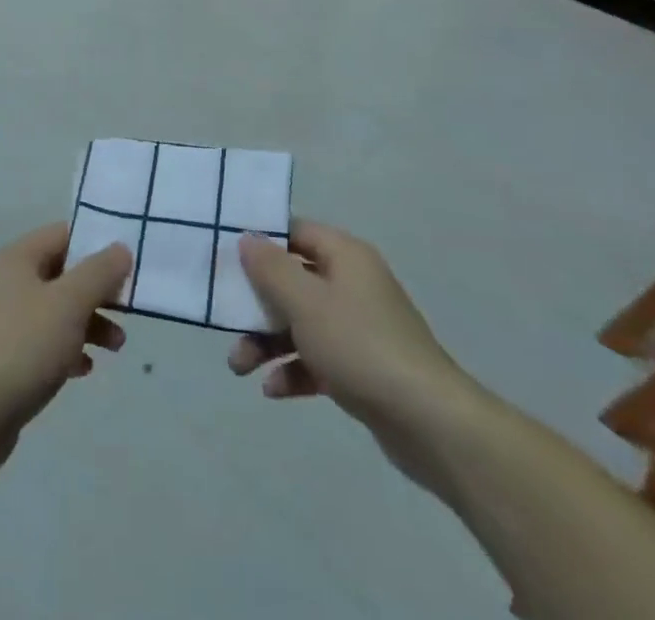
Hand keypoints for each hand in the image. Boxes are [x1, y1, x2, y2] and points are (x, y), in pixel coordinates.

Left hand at [0, 223, 131, 476]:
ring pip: (57, 310)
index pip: (64, 235)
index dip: (97, 244)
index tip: (128, 263)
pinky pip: (45, 341)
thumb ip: (99, 272)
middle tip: (128, 309)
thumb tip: (121, 248)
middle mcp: (8, 282)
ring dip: (89, 322)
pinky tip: (85, 369)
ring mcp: (5, 320)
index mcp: (17, 258)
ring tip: (116, 346)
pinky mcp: (6, 356)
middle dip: (98, 291)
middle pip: (63, 273)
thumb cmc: (23, 346)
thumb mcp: (69, 303)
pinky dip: (69, 348)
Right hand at [229, 221, 478, 483]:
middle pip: (293, 281)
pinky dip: (294, 370)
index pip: (295, 232)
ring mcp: (359, 326)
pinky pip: (318, 358)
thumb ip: (271, 268)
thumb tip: (248, 238)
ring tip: (240, 368)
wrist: (429, 422)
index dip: (261, 242)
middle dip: (257, 304)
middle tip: (226, 322)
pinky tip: (273, 391)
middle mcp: (353, 283)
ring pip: (301, 323)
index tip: (226, 258)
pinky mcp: (363, 367)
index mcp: (345, 255)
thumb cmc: (360, 346)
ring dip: (268, 342)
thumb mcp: (306, 302)